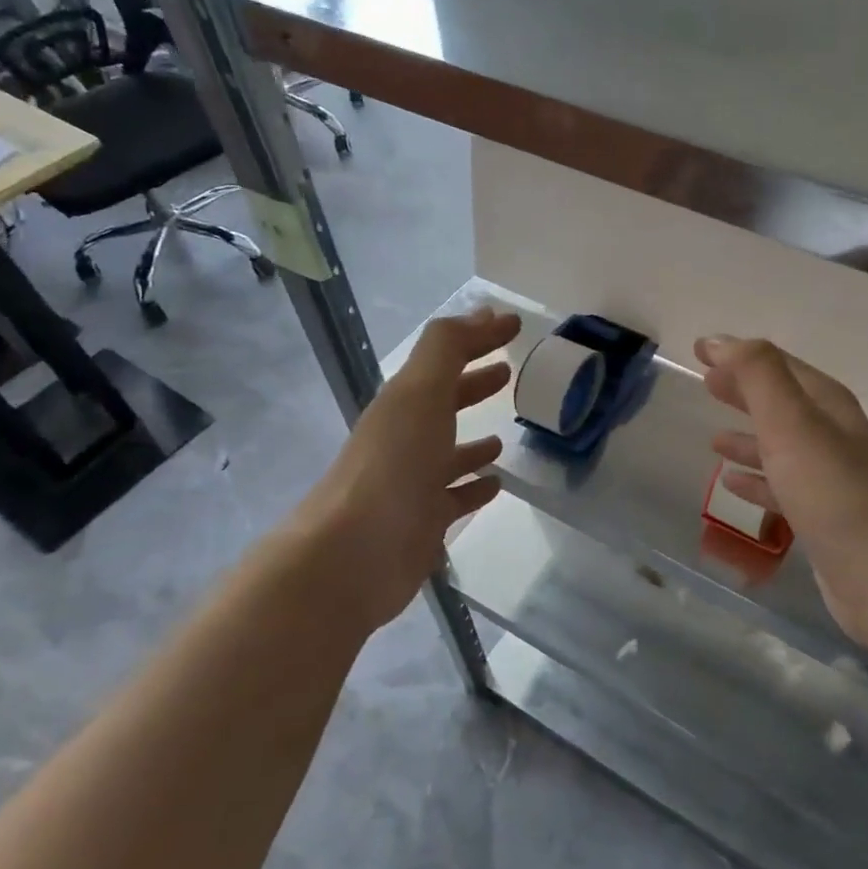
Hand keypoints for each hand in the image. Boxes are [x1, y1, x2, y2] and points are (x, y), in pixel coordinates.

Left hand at [287, 307, 520, 635]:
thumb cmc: (393, 466)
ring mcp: (414, 483)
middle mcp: (406, 438)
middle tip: (508, 372)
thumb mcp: (420, 393)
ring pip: (449, 454)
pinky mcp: (424, 522)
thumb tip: (482, 313)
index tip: (513, 326)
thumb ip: (446, 349)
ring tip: (505, 435)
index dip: (477, 338)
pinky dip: (475, 487)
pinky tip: (495, 484)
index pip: (444, 359)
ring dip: (474, 442)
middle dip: (473, 384)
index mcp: (404, 403)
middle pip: (444, 403)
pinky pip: (455, 498)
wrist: (354, 555)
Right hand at [695, 336, 867, 660]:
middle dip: (744, 392)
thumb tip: (720, 341)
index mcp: (826, 405)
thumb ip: (757, 375)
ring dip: (748, 439)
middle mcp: (830, 435)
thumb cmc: (832, 490)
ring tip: (714, 440)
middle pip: (780, 403)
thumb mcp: (791, 421)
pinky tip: (733, 486)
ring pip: (779, 447)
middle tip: (707, 385)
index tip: (700, 350)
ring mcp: (828, 478)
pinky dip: (756, 480)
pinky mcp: (821, 517)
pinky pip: (780, 487)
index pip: (777, 366)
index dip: (739, 355)